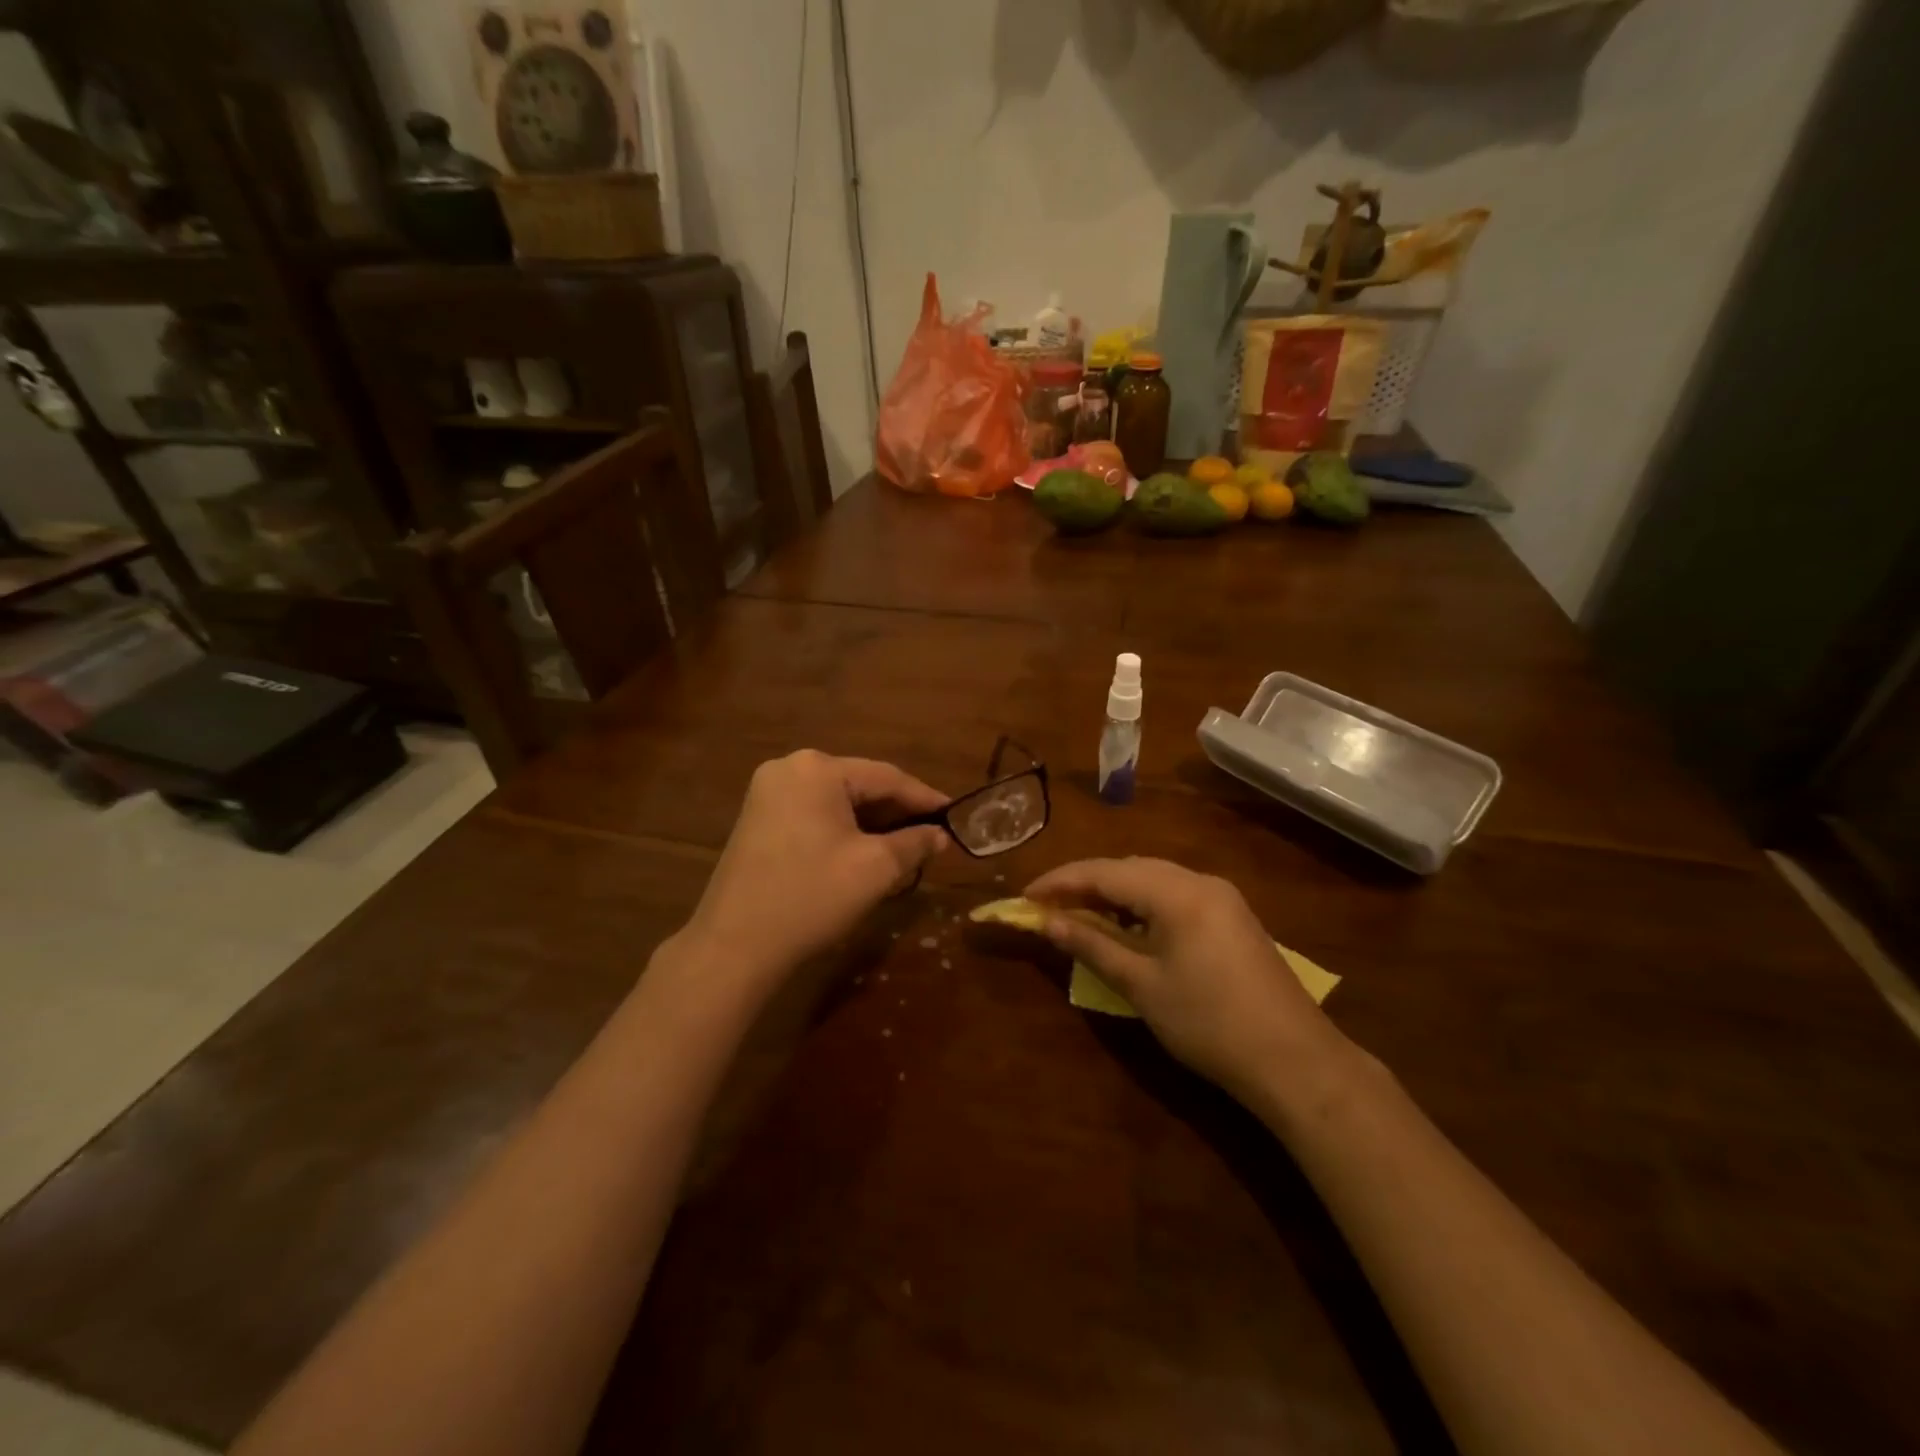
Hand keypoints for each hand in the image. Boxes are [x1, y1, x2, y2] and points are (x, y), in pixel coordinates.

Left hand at [683, 751, 948, 980]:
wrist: (734, 946)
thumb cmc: (812, 897)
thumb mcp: (876, 869)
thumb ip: (915, 843)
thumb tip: (941, 836)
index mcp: (817, 769)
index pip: (886, 777)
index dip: (925, 798)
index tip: (955, 816)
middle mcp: (789, 768)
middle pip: (859, 785)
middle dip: (897, 812)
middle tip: (932, 835)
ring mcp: (767, 793)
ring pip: (837, 801)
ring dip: (871, 822)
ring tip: (905, 845)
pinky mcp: (757, 819)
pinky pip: (813, 814)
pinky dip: (842, 829)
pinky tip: (863, 850)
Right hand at [1025, 857, 1343, 1097]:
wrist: (1294, 1060)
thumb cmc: (1208, 1023)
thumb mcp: (1141, 985)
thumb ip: (1092, 944)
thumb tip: (1047, 922)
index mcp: (1177, 892)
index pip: (1105, 872)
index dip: (1061, 881)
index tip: (1026, 896)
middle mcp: (1200, 881)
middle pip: (1129, 868)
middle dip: (1085, 882)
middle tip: (1048, 905)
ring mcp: (1221, 897)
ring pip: (1153, 879)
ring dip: (1114, 891)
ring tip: (1080, 913)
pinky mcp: (1232, 916)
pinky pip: (1175, 894)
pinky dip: (1142, 903)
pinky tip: (1128, 925)